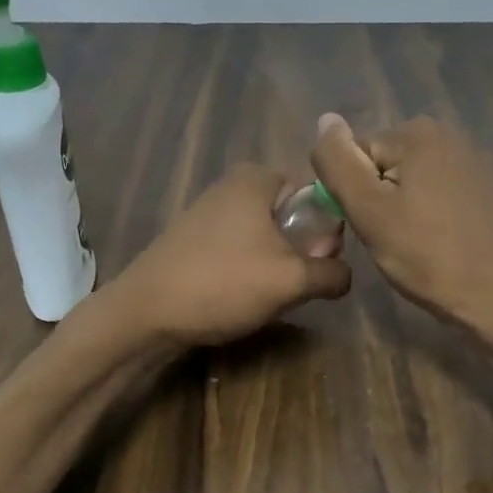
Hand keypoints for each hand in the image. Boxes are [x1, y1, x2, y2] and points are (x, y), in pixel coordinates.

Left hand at [114, 163, 351, 345]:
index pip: (317, 193)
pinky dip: (252, 271)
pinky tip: (245, 298)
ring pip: (268, 237)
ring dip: (279, 266)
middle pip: (293, 216)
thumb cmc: (223, 283)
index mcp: (257, 178)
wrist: (145, 314)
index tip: (323, 261)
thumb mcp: (292, 280)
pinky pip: (242, 250)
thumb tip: (346, 274)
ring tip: (272, 296)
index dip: (329, 228)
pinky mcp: (196, 241)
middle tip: (300, 284)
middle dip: (303, 250)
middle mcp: (233, 186)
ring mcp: (211, 213)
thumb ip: (331, 273)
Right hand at [311, 113, 492, 335]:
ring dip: (408, 208)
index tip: (372, 227)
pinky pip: (446, 195)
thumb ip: (338, 162)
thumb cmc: (424, 255)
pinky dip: (437, 214)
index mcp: (420, 132)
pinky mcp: (492, 191)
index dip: (356, 195)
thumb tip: (325, 119)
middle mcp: (453, 135)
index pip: (360, 155)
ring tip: (417, 244)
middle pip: (390, 165)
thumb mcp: (368, 210)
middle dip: (383, 199)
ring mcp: (478, 162)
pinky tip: (443, 242)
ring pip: (417, 181)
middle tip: (392, 238)